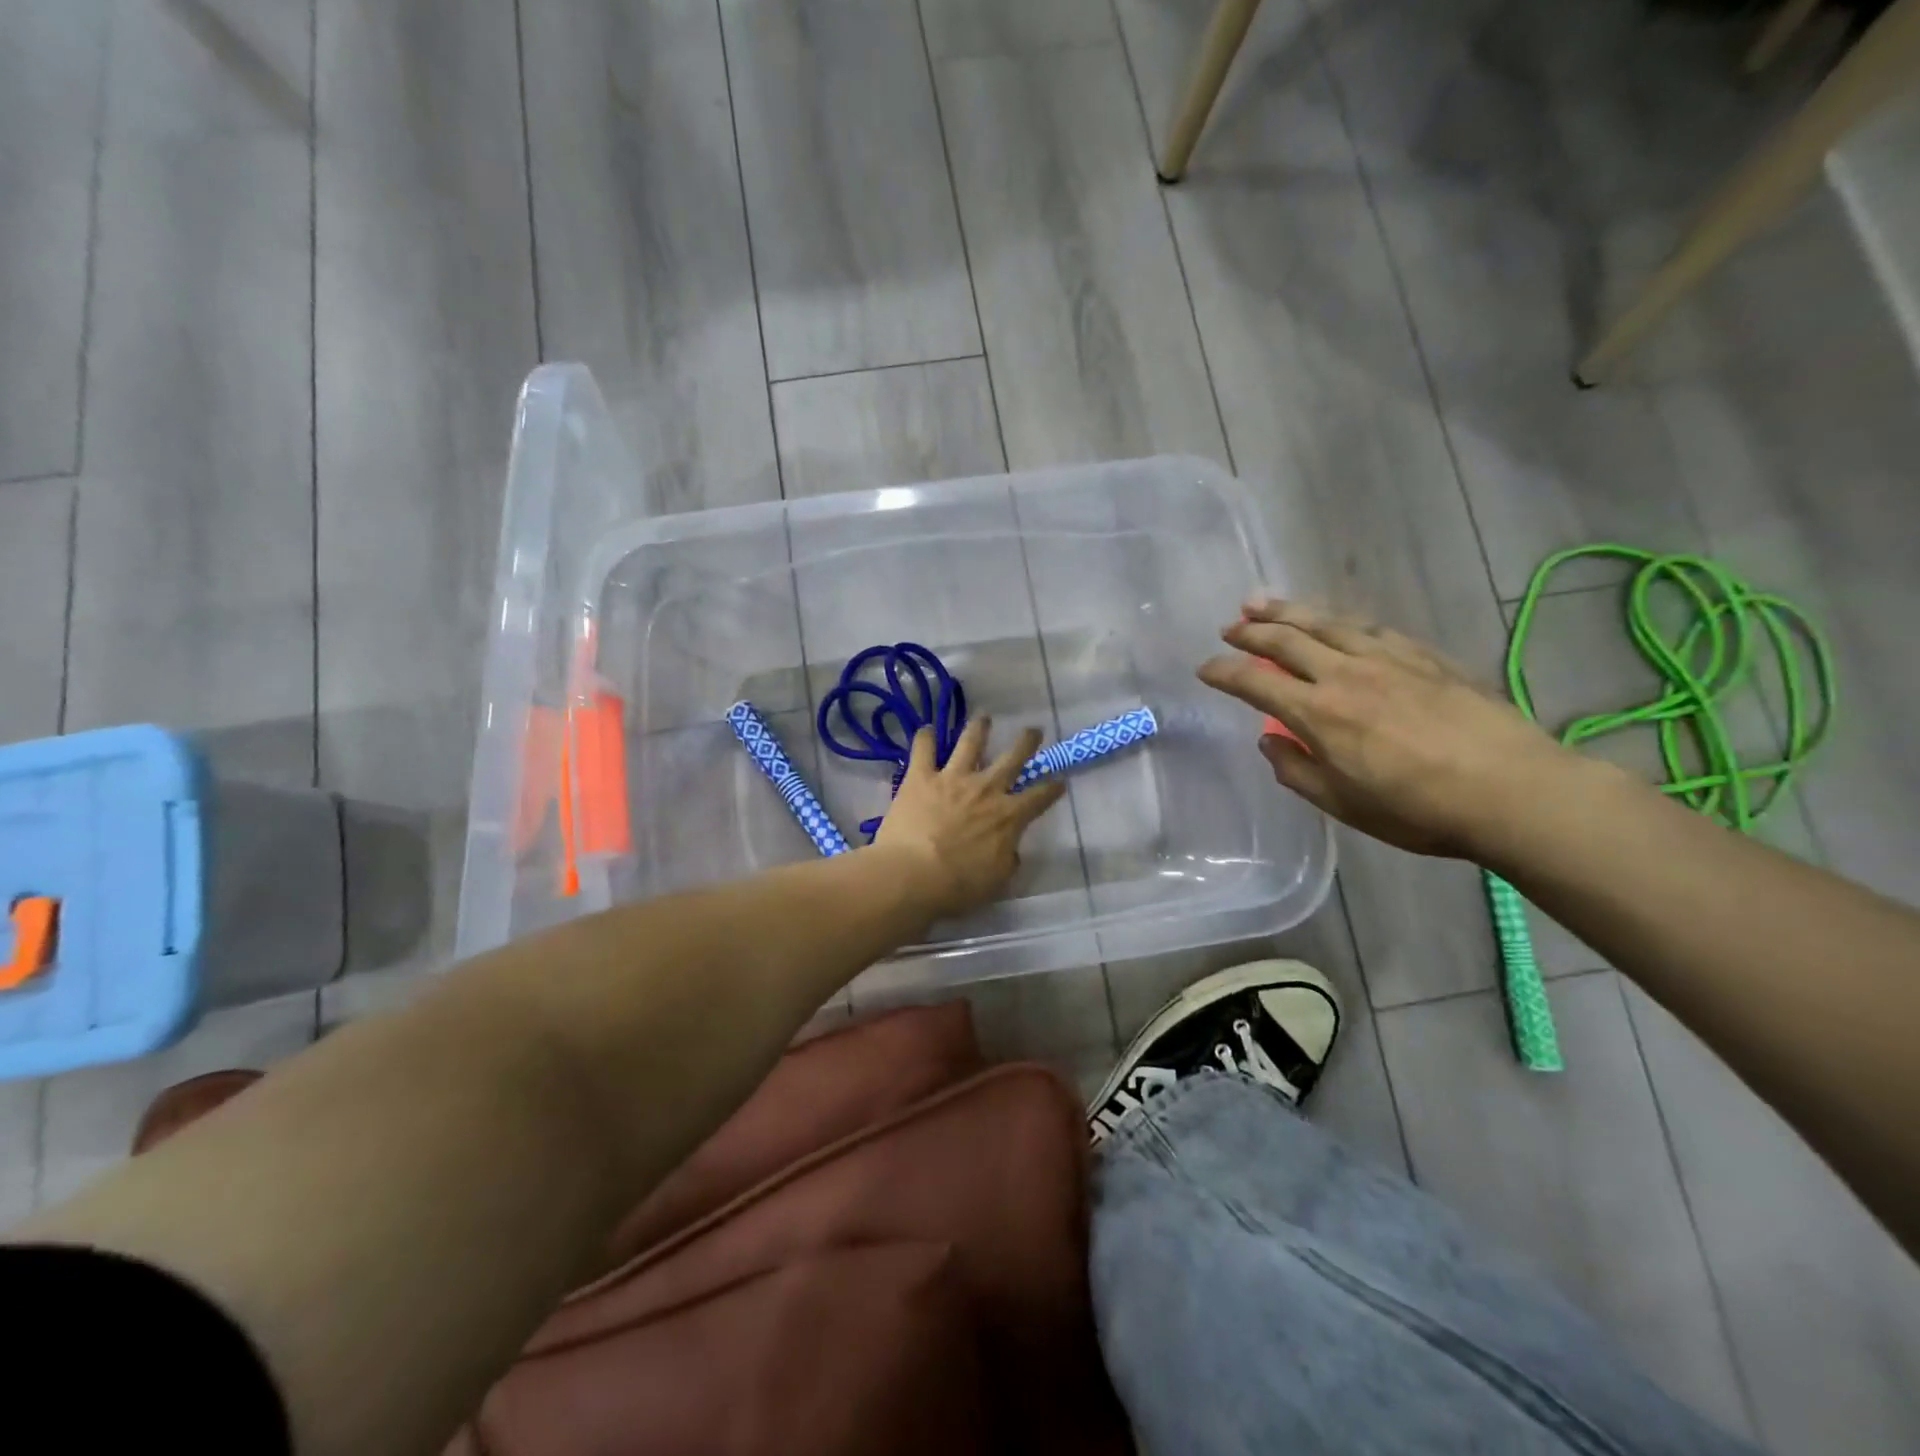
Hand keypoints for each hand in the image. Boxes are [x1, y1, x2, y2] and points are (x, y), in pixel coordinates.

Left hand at [871, 718, 1067, 918]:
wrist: (913, 874)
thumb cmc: (958, 886)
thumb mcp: (996, 881)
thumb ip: (1007, 860)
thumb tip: (1011, 850)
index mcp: (1008, 817)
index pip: (1039, 798)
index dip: (1052, 789)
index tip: (1059, 781)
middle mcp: (986, 789)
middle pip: (1013, 758)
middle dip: (1026, 742)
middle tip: (1033, 730)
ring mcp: (953, 778)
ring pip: (971, 742)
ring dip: (979, 728)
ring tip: (984, 717)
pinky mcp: (921, 777)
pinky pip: (924, 749)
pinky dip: (926, 737)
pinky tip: (927, 730)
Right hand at [1197, 598, 1571, 857]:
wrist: (1513, 790)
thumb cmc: (1417, 808)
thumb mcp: (1342, 803)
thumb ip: (1296, 769)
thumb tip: (1269, 739)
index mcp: (1319, 712)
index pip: (1256, 681)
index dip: (1224, 672)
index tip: (1204, 668)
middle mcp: (1346, 674)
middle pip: (1287, 638)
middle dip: (1251, 629)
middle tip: (1229, 626)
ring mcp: (1388, 659)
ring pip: (1327, 622)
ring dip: (1289, 610)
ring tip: (1262, 602)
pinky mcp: (1424, 657)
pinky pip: (1370, 628)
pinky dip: (1340, 620)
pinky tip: (1335, 621)